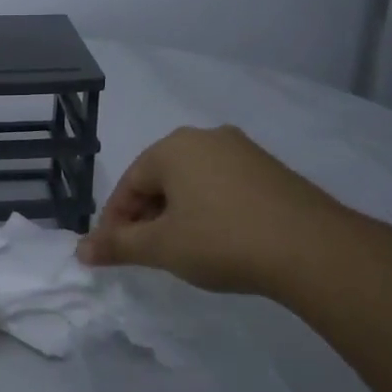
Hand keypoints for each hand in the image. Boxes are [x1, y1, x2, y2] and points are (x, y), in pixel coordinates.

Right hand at [76, 125, 341, 295]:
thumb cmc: (221, 240)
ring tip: (181, 250)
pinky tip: (218, 240)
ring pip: (193, 183)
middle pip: (160, 179)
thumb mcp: (161, 247)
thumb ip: (118, 245)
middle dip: (146, 216)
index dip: (115, 221)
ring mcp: (243, 151)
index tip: (113, 253)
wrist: (310, 248)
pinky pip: (223, 186)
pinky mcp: (270, 170)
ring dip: (177, 214)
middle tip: (146, 254)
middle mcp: (207, 137)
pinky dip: (209, 210)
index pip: (129, 183)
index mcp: (174, 147)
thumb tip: (81, 250)